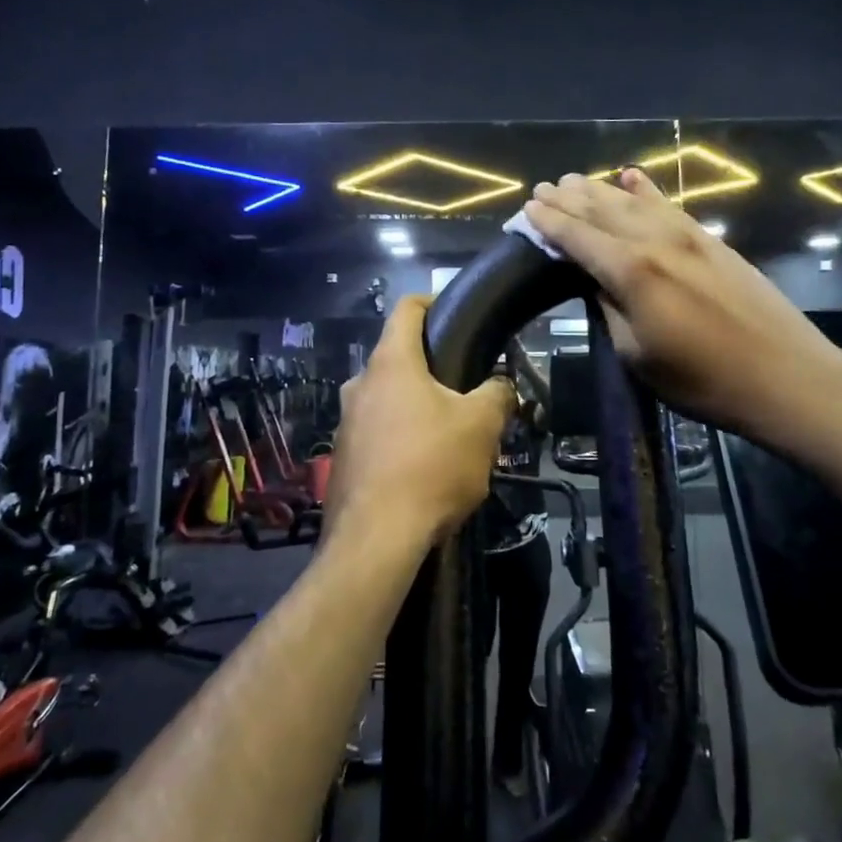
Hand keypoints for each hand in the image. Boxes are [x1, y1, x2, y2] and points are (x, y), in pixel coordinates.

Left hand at [325, 295, 517, 554]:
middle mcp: (359, 385)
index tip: (455, 312)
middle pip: (397, 358)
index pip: (407, 308)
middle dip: (431, 368)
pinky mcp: (342, 458)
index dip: (432, 301)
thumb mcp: (482, 426)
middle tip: (465, 389)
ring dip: (416, 407)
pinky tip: (423, 469)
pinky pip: (376, 434)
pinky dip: (400, 439)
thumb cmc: (431, 466)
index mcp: (390, 363)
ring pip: (387, 399)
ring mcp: (345, 423)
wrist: (376, 540)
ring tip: (449, 434)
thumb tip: (499, 386)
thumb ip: (496, 394)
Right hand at [524, 168, 841, 438]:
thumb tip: (595, 280)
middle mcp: (656, 242)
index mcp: (632, 273)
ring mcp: (688, 236)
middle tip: (544, 188)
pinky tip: (631, 177)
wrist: (785, 376)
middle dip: (569, 199)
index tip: (528, 209)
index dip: (551, 223)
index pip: (579, 238)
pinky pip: (670, 206)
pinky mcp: (712, 240)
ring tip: (574, 180)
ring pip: (634, 202)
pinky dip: (647, 191)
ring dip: (600, 190)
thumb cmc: (702, 380)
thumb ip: (610, 309)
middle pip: (603, 212)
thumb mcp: (638, 355)